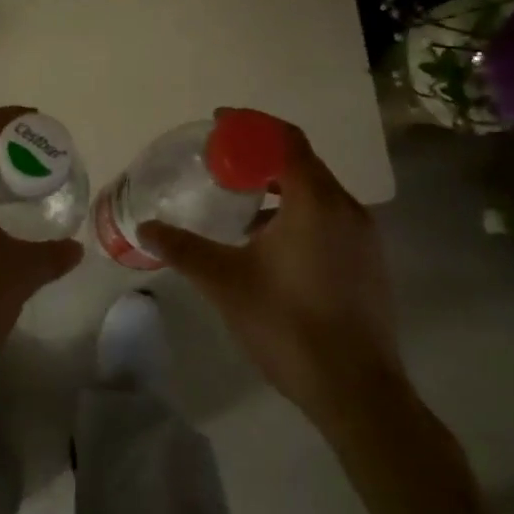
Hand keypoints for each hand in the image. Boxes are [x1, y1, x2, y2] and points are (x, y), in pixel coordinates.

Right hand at [140, 120, 400, 426]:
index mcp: (314, 201)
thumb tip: (144, 228)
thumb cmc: (287, 324)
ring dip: (279, 187)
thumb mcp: (226, 283)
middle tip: (221, 163)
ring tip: (240, 203)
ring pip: (317, 192)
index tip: (218, 123)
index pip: (285, 139)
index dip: (250, 125)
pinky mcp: (369, 262)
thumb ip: (184, 249)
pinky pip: (330, 217)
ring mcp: (364, 236)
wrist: (356, 390)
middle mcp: (346, 207)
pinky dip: (298, 212)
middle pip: (302, 162)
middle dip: (260, 156)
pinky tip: (270, 243)